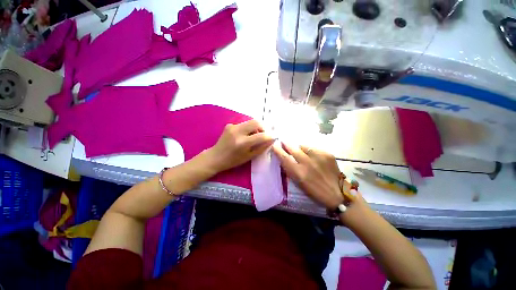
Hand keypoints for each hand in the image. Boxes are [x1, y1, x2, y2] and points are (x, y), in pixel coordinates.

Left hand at [207, 120, 274, 172]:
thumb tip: (271, 140)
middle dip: (263, 127)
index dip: (269, 136)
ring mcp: (232, 127)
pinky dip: (248, 129)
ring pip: (250, 122)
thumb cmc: (233, 160)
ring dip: (255, 128)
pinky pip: (243, 124)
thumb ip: (261, 147)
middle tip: (263, 134)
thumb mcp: (249, 157)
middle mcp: (237, 132)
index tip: (273, 137)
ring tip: (253, 136)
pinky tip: (244, 136)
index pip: (261, 135)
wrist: (215, 157)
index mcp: (242, 143)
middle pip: (256, 122)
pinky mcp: (229, 125)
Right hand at [272, 143, 345, 209]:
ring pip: (303, 146)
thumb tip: (285, 158)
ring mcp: (318, 157)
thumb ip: (291, 170)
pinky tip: (313, 156)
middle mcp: (307, 163)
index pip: (284, 157)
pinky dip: (310, 151)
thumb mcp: (299, 183)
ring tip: (301, 152)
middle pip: (292, 148)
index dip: (277, 150)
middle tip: (284, 141)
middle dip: (286, 144)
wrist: (337, 194)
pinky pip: (314, 148)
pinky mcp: (327, 154)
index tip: (274, 145)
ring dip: (299, 148)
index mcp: (299, 173)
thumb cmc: (315, 192)